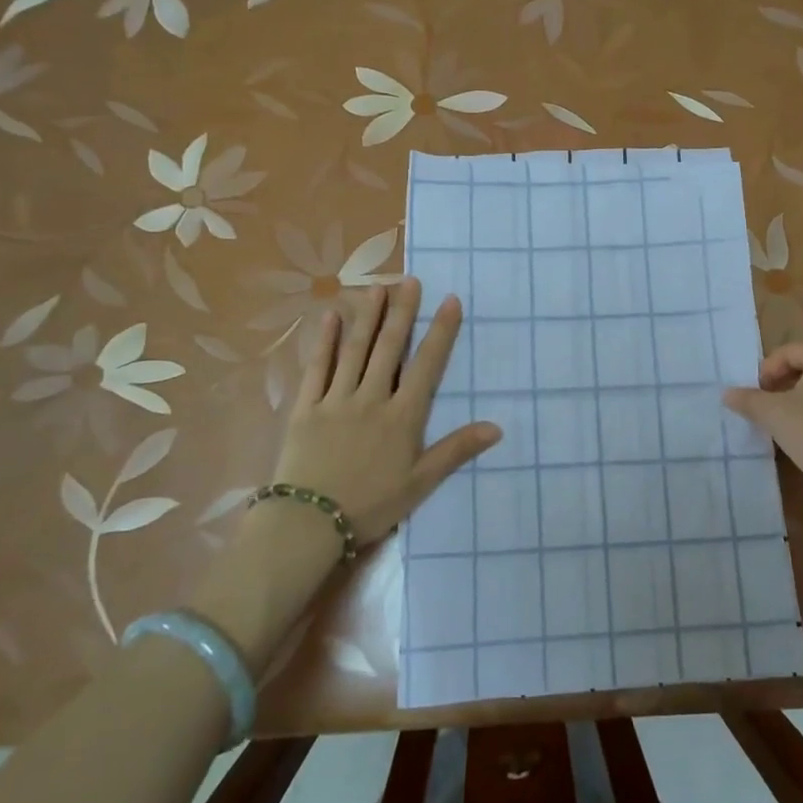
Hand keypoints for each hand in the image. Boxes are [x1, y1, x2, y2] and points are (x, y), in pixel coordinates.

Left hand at [271, 277, 499, 542]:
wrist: (309, 522)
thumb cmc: (371, 504)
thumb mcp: (421, 482)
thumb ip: (456, 450)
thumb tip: (496, 427)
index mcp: (403, 416)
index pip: (427, 365)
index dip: (441, 332)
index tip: (450, 300)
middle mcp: (372, 398)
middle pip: (389, 347)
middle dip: (402, 312)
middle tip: (410, 280)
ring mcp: (336, 399)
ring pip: (355, 350)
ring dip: (367, 316)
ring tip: (377, 287)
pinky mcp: (305, 407)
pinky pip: (317, 368)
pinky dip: (325, 341)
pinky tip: (330, 317)